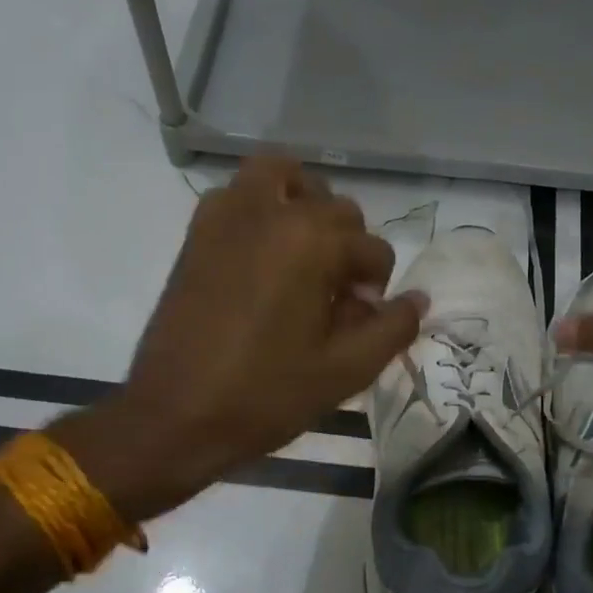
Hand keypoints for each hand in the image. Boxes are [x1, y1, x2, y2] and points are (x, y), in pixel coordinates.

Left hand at [63, 158, 424, 517]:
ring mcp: (227, 216)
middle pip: (336, 208)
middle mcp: (272, 212)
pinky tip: (265, 257)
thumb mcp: (346, 372)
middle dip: (348, 247)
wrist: (175, 416)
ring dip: (305, 203)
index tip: (359, 320)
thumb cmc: (266, 395)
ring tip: (305, 253)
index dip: (377, 286)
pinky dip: (262, 206)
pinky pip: (240, 193)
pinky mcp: (198, 232)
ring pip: (283, 176)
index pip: (373, 248)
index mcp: (312, 242)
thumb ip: (392, 328)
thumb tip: (417, 299)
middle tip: (335, 297)